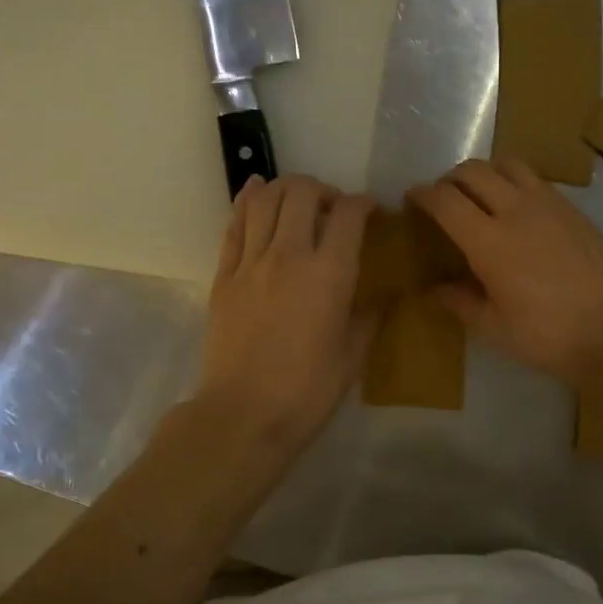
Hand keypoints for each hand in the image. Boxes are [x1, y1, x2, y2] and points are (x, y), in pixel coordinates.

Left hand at [197, 174, 374, 462]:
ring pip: (264, 199)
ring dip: (285, 188)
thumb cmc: (307, 391)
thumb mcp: (353, 356)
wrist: (243, 414)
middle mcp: (289, 255)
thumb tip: (379, 297)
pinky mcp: (223, 276)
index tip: (371, 210)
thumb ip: (367, 317)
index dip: (363, 203)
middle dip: (323, 189)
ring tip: (297, 199)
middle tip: (332, 207)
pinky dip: (246, 201)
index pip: (348, 214)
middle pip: (302, 193)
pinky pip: (234, 224)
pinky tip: (255, 192)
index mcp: (329, 274)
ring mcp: (251, 262)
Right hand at [409, 158, 602, 386]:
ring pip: (506, 164)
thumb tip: (432, 291)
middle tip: (443, 200)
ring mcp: (549, 204)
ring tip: (479, 196)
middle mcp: (516, 210)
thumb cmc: (550, 336)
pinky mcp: (573, 208)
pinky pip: (534, 179)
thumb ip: (460, 302)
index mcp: (489, 241)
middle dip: (449, 179)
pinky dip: (514, 182)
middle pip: (473, 171)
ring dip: (484, 173)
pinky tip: (517, 209)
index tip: (411, 199)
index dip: (422, 195)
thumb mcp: (495, 328)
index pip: (445, 200)